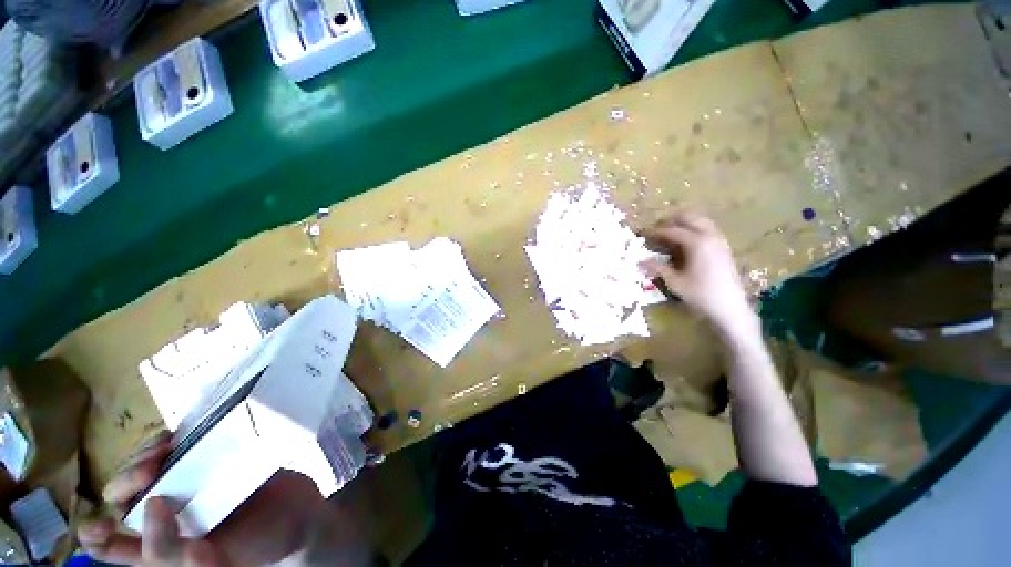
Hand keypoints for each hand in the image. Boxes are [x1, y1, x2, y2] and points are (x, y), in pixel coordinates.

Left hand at [78, 432, 326, 565]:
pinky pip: (181, 445)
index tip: (103, 519)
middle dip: (125, 480)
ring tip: (166, 449)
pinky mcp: (211, 460)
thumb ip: (166, 551)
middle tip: (149, 472)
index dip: (96, 532)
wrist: (300, 515)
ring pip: (147, 464)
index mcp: (155, 545)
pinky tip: (179, 436)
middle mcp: (164, 514)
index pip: (108, 544)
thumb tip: (150, 504)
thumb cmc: (255, 547)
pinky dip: (172, 438)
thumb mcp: (209, 565)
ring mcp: (187, 484)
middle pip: (123, 495)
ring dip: (145, 454)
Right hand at [640, 210, 753, 331]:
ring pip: (701, 221)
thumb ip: (657, 268)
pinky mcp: (724, 248)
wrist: (729, 307)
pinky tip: (687, 244)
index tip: (645, 236)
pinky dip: (695, 230)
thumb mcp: (674, 281)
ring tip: (671, 236)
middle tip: (658, 232)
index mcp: (697, 242)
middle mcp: (710, 236)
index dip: (657, 232)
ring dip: (685, 224)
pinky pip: (708, 230)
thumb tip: (639, 260)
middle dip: (672, 221)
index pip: (672, 230)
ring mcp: (720, 241)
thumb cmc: (699, 294)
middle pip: (690, 217)